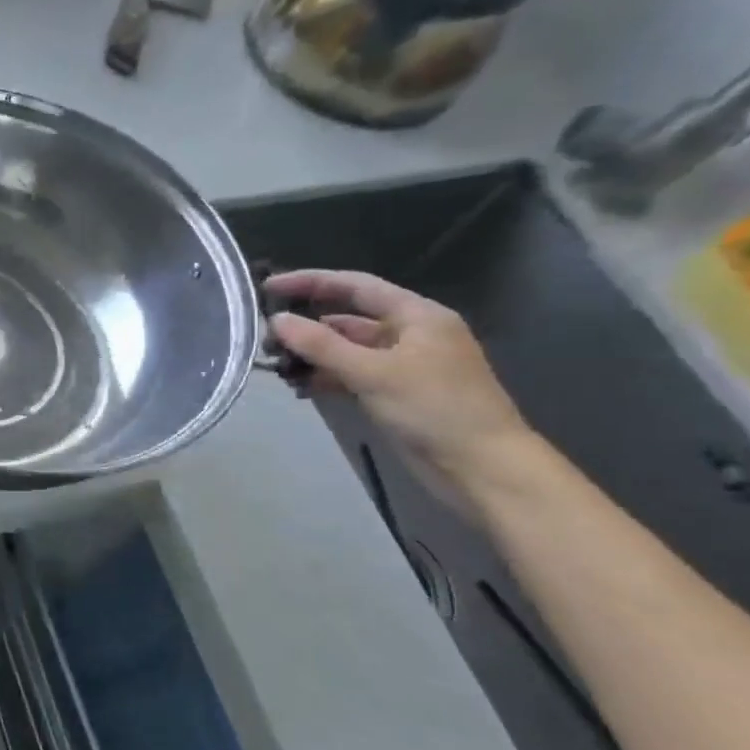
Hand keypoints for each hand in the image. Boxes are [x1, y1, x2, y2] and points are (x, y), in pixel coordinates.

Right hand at [266, 269, 533, 484]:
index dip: (311, 281)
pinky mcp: (396, 393)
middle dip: (307, 327)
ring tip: (278, 368)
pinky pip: (352, 375)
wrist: (483, 467)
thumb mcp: (373, 373)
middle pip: (348, 318)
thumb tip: (276, 320)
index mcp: (416, 316)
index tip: (268, 286)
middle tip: (266, 339)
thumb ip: (321, 345)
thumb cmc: (435, 409)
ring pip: (347, 350)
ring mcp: (403, 365)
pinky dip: (327, 378)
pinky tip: (301, 388)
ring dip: (313, 356)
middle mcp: (410, 334)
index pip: (355, 286)